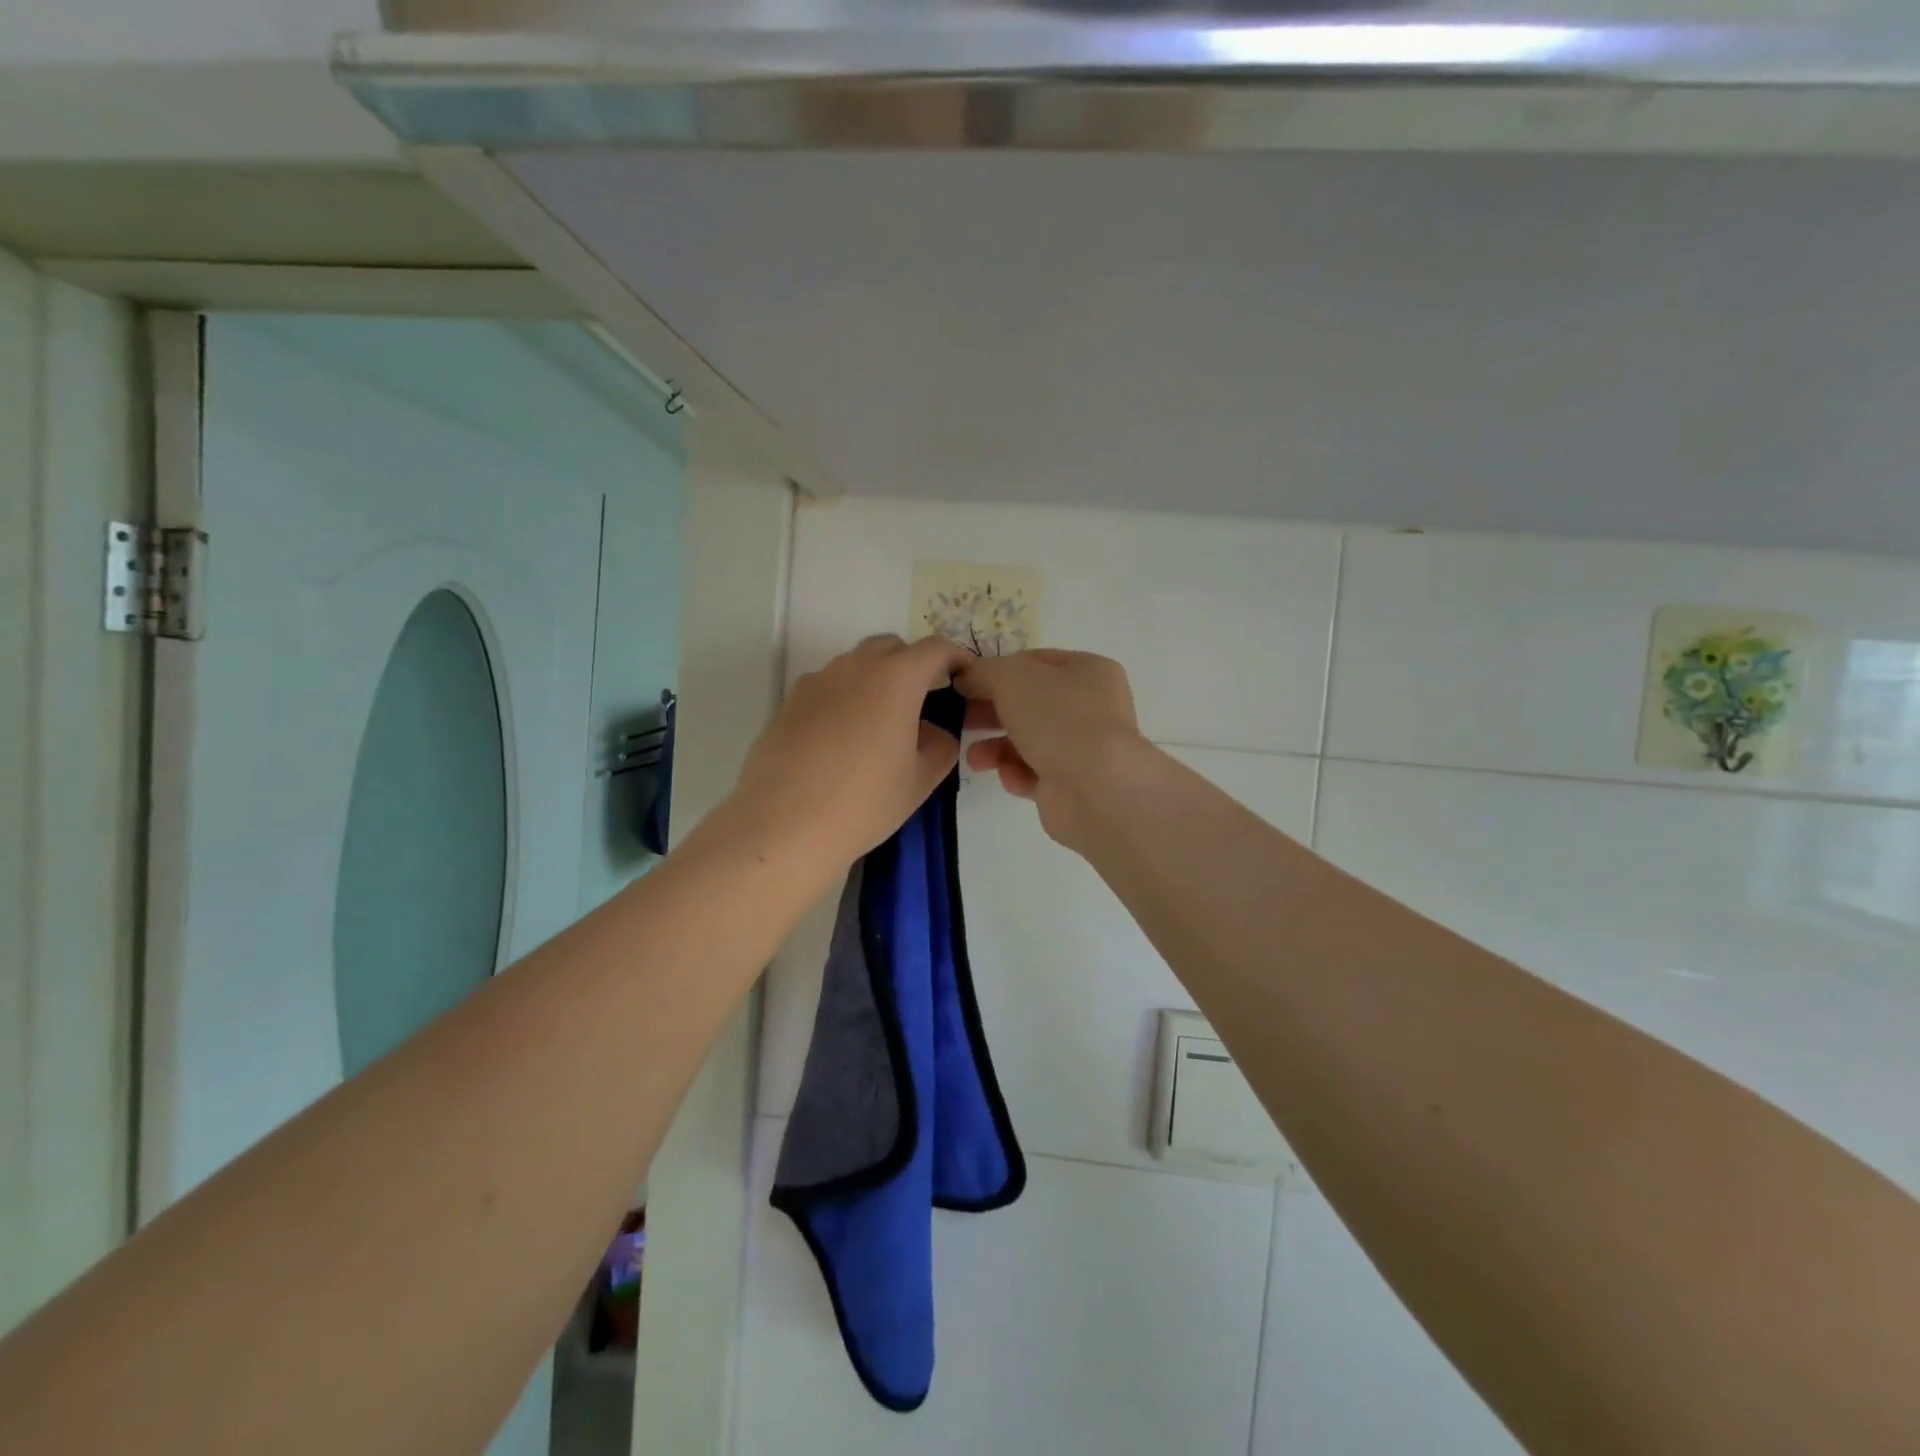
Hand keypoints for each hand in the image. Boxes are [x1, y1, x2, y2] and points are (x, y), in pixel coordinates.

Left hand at [728, 635, 971, 868]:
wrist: (784, 825)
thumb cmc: (864, 802)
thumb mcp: (920, 780)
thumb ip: (940, 745)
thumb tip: (932, 731)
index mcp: (895, 679)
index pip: (935, 649)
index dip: (956, 658)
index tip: (964, 678)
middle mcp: (854, 667)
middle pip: (891, 647)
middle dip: (912, 665)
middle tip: (922, 702)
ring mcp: (817, 681)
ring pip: (856, 664)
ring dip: (875, 680)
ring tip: (880, 725)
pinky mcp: (789, 702)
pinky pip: (827, 687)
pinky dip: (844, 698)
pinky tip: (841, 739)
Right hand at [955, 649, 1145, 850]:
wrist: (1095, 789)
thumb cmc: (1058, 719)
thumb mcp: (1012, 678)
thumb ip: (984, 671)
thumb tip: (967, 677)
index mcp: (1088, 671)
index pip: (1035, 662)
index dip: (998, 670)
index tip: (965, 683)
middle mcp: (1091, 707)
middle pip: (1029, 704)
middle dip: (991, 712)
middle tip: (960, 719)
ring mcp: (1085, 748)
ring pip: (1028, 741)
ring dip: (996, 748)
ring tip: (976, 759)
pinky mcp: (1073, 785)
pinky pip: (1035, 774)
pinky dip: (1018, 775)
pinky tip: (1011, 778)